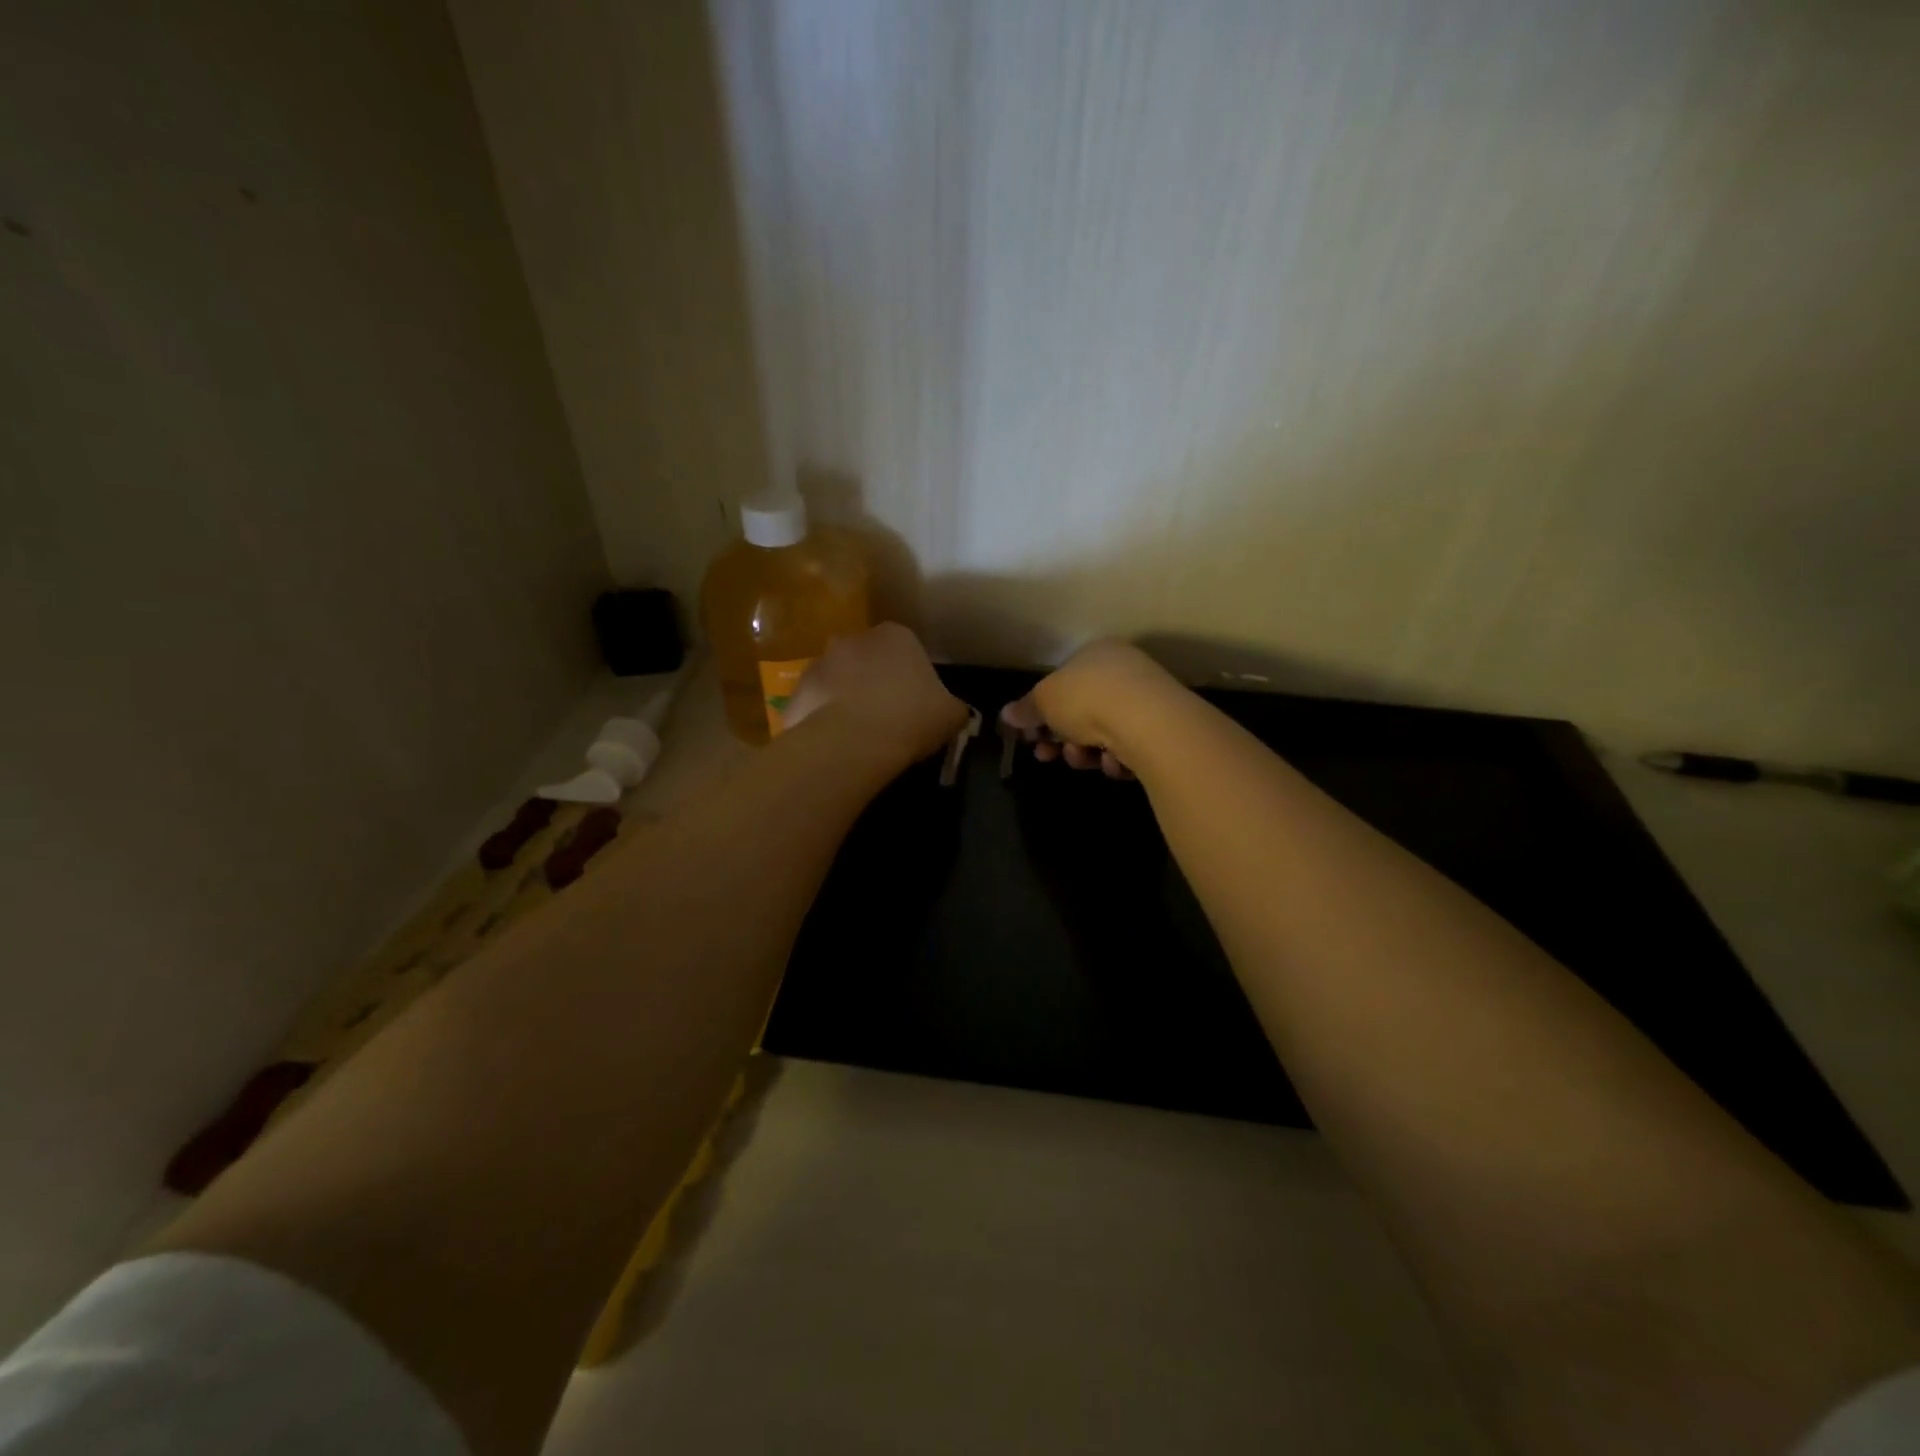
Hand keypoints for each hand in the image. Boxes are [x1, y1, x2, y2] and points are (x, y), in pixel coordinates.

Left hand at [783, 623, 969, 766]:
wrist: (852, 741)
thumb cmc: (910, 718)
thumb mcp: (951, 715)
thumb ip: (952, 707)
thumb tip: (951, 711)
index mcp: (896, 635)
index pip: (907, 650)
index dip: (912, 677)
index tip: (916, 705)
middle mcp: (853, 639)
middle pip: (868, 659)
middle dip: (874, 681)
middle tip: (888, 717)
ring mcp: (819, 663)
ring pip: (838, 680)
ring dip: (846, 698)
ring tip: (860, 735)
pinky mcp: (796, 692)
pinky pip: (816, 706)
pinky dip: (824, 720)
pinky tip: (837, 745)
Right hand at [1000, 640, 1182, 778]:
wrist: (1147, 722)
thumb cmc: (1087, 699)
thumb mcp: (1044, 701)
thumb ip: (1025, 709)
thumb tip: (1006, 714)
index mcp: (1095, 653)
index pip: (1063, 681)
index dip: (1042, 711)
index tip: (1030, 736)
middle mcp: (1123, 671)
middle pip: (1082, 711)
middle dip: (1061, 738)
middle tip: (1047, 755)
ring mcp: (1146, 700)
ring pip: (1103, 734)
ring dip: (1085, 752)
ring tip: (1082, 758)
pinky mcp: (1163, 730)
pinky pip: (1129, 748)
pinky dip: (1117, 759)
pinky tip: (1115, 762)